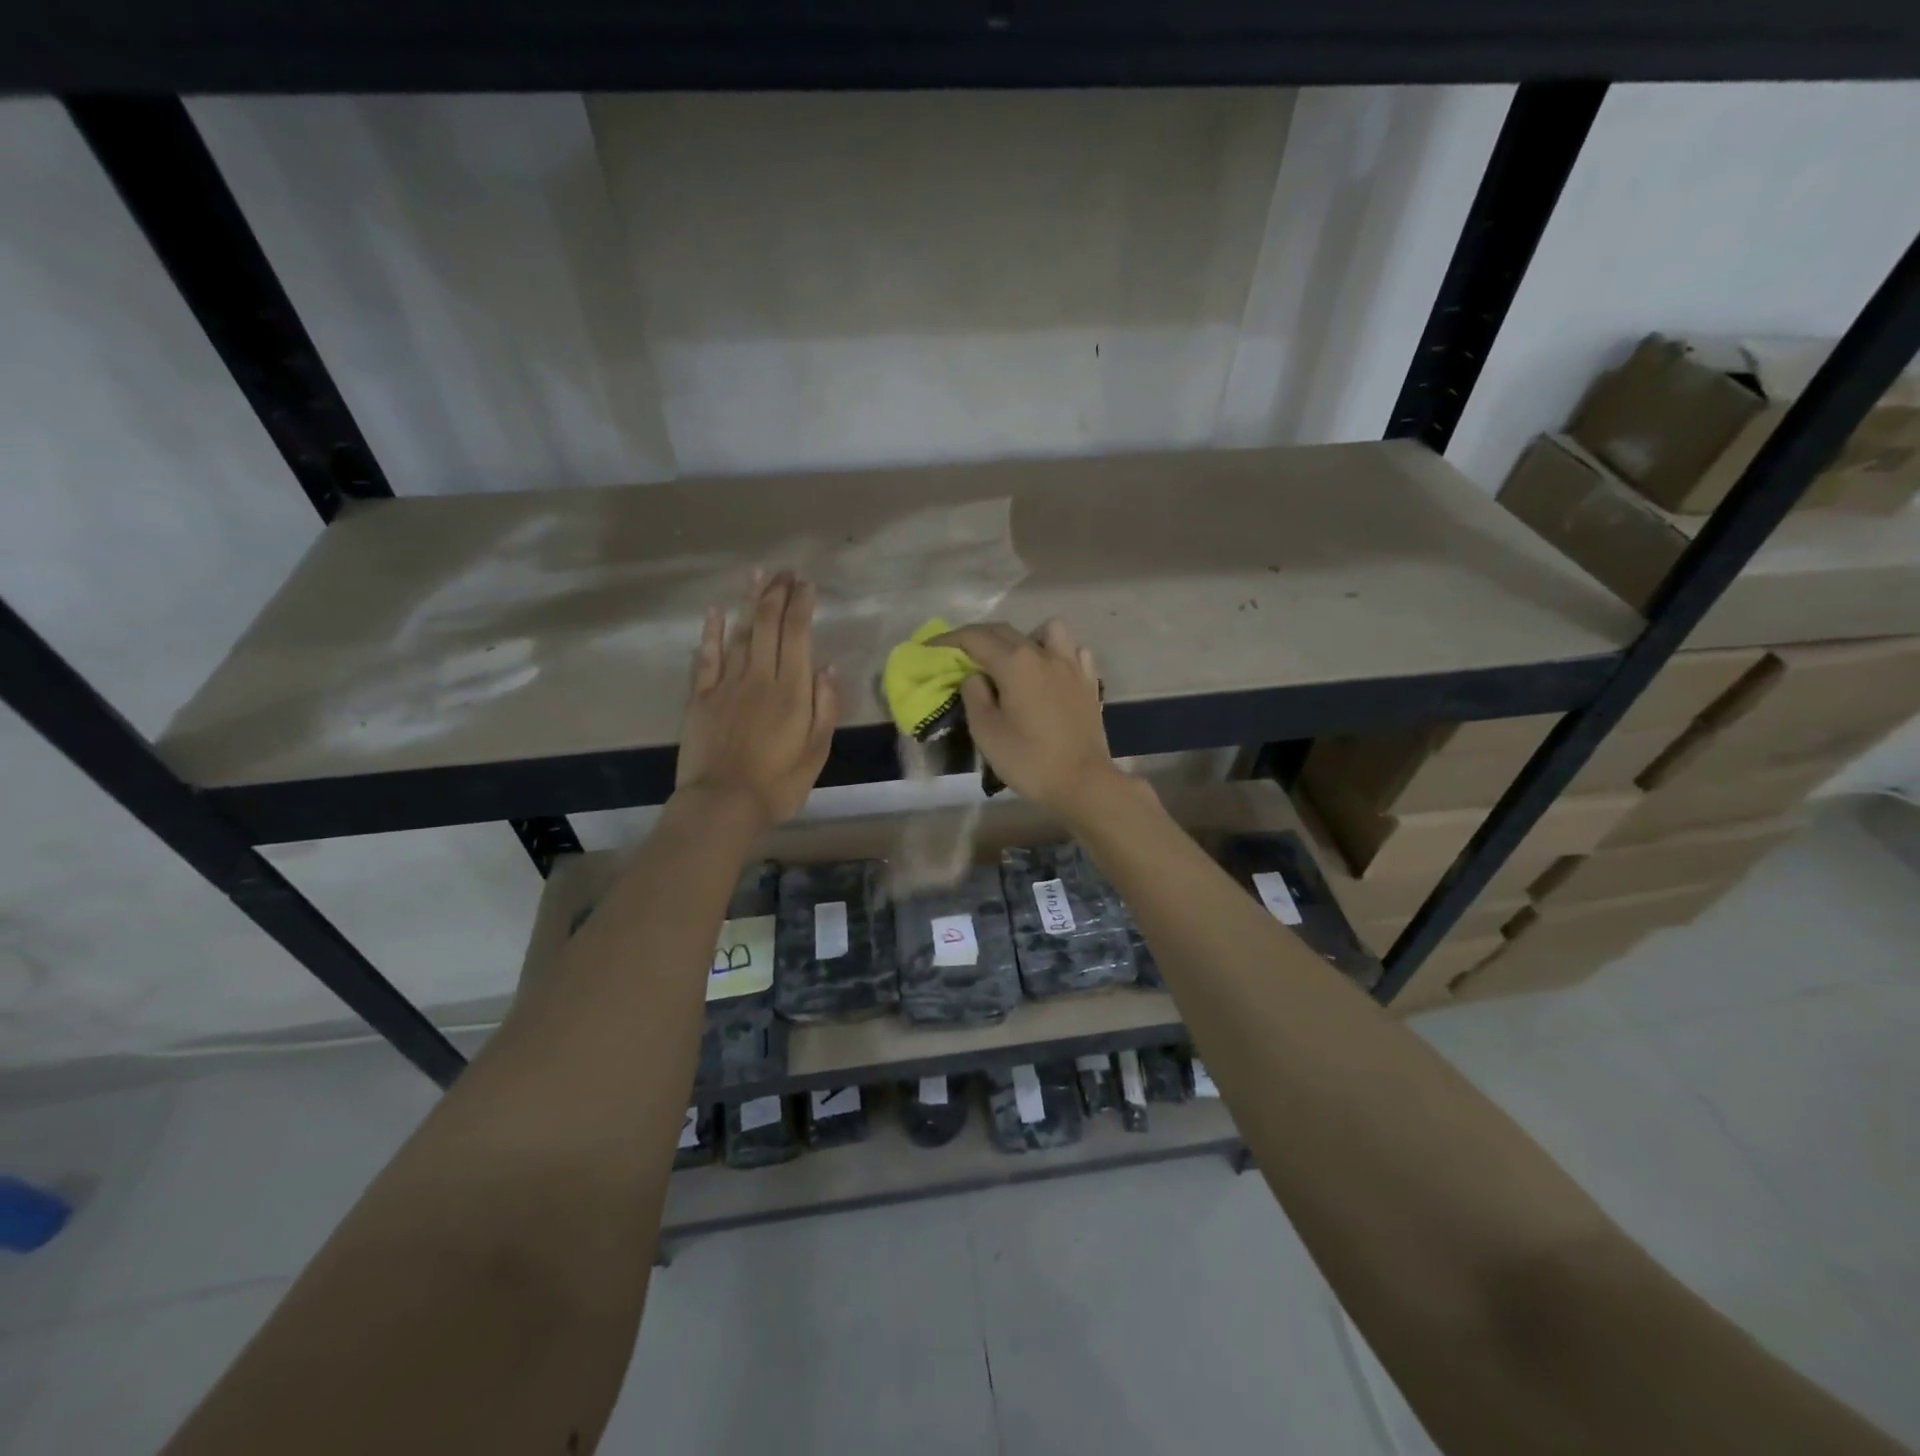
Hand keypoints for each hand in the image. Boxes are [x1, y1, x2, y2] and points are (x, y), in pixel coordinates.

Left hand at [676, 571, 839, 829]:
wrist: (723, 804)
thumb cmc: (778, 784)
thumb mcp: (817, 752)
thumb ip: (825, 707)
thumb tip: (827, 668)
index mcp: (792, 690)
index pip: (798, 635)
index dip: (802, 605)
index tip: (807, 584)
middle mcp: (760, 677)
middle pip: (768, 625)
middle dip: (777, 593)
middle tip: (785, 572)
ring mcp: (727, 684)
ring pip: (739, 632)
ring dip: (749, 602)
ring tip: (758, 575)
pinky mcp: (701, 697)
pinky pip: (706, 657)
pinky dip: (711, 632)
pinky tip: (715, 612)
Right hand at [930, 619, 1124, 820]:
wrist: (1083, 782)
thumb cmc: (1029, 760)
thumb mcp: (986, 731)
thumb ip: (974, 695)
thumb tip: (975, 676)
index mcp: (1015, 663)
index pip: (975, 638)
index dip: (948, 639)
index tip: (930, 647)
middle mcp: (1044, 654)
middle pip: (1005, 632)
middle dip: (978, 637)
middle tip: (959, 653)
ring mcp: (1071, 666)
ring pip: (1047, 630)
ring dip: (1025, 637)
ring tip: (1015, 661)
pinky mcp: (1089, 683)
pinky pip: (1073, 652)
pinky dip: (1058, 654)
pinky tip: (1050, 673)